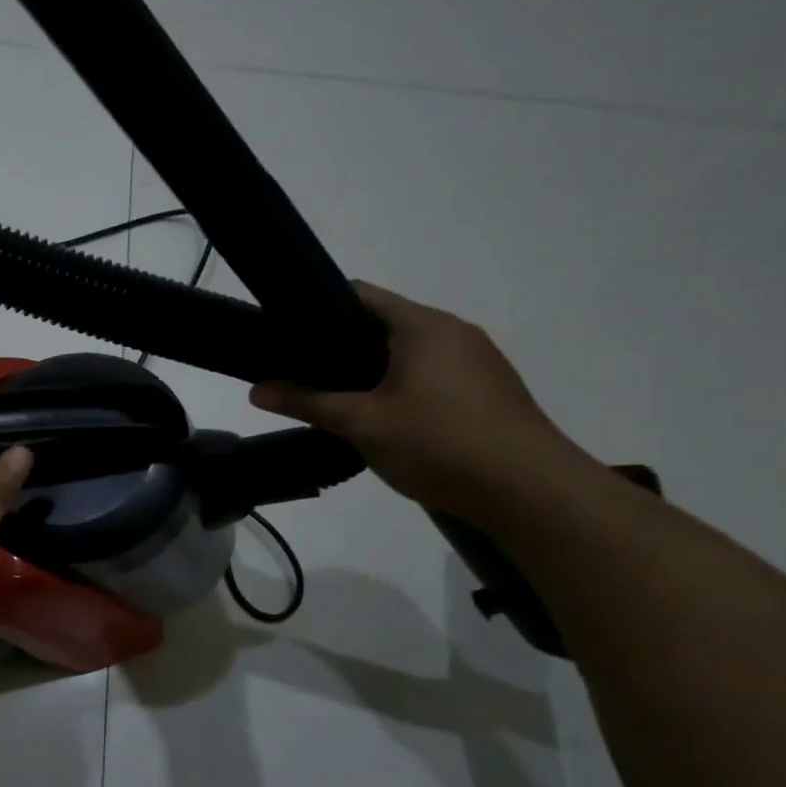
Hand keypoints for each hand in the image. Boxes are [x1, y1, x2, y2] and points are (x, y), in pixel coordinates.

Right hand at [248, 282, 593, 519]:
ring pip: (407, 352)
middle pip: (383, 324)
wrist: (530, 491)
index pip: (359, 295)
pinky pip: (431, 373)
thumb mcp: (361, 423)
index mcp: (422, 326)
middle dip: (339, 346)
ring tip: (334, 398)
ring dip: (370, 370)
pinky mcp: (488, 388)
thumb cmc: (439, 444)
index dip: (317, 308)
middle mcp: (453, 331)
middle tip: (300, 373)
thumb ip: (307, 403)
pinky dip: (400, 385)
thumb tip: (255, 391)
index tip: (285, 333)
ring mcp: (477, 360)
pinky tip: (382, 418)